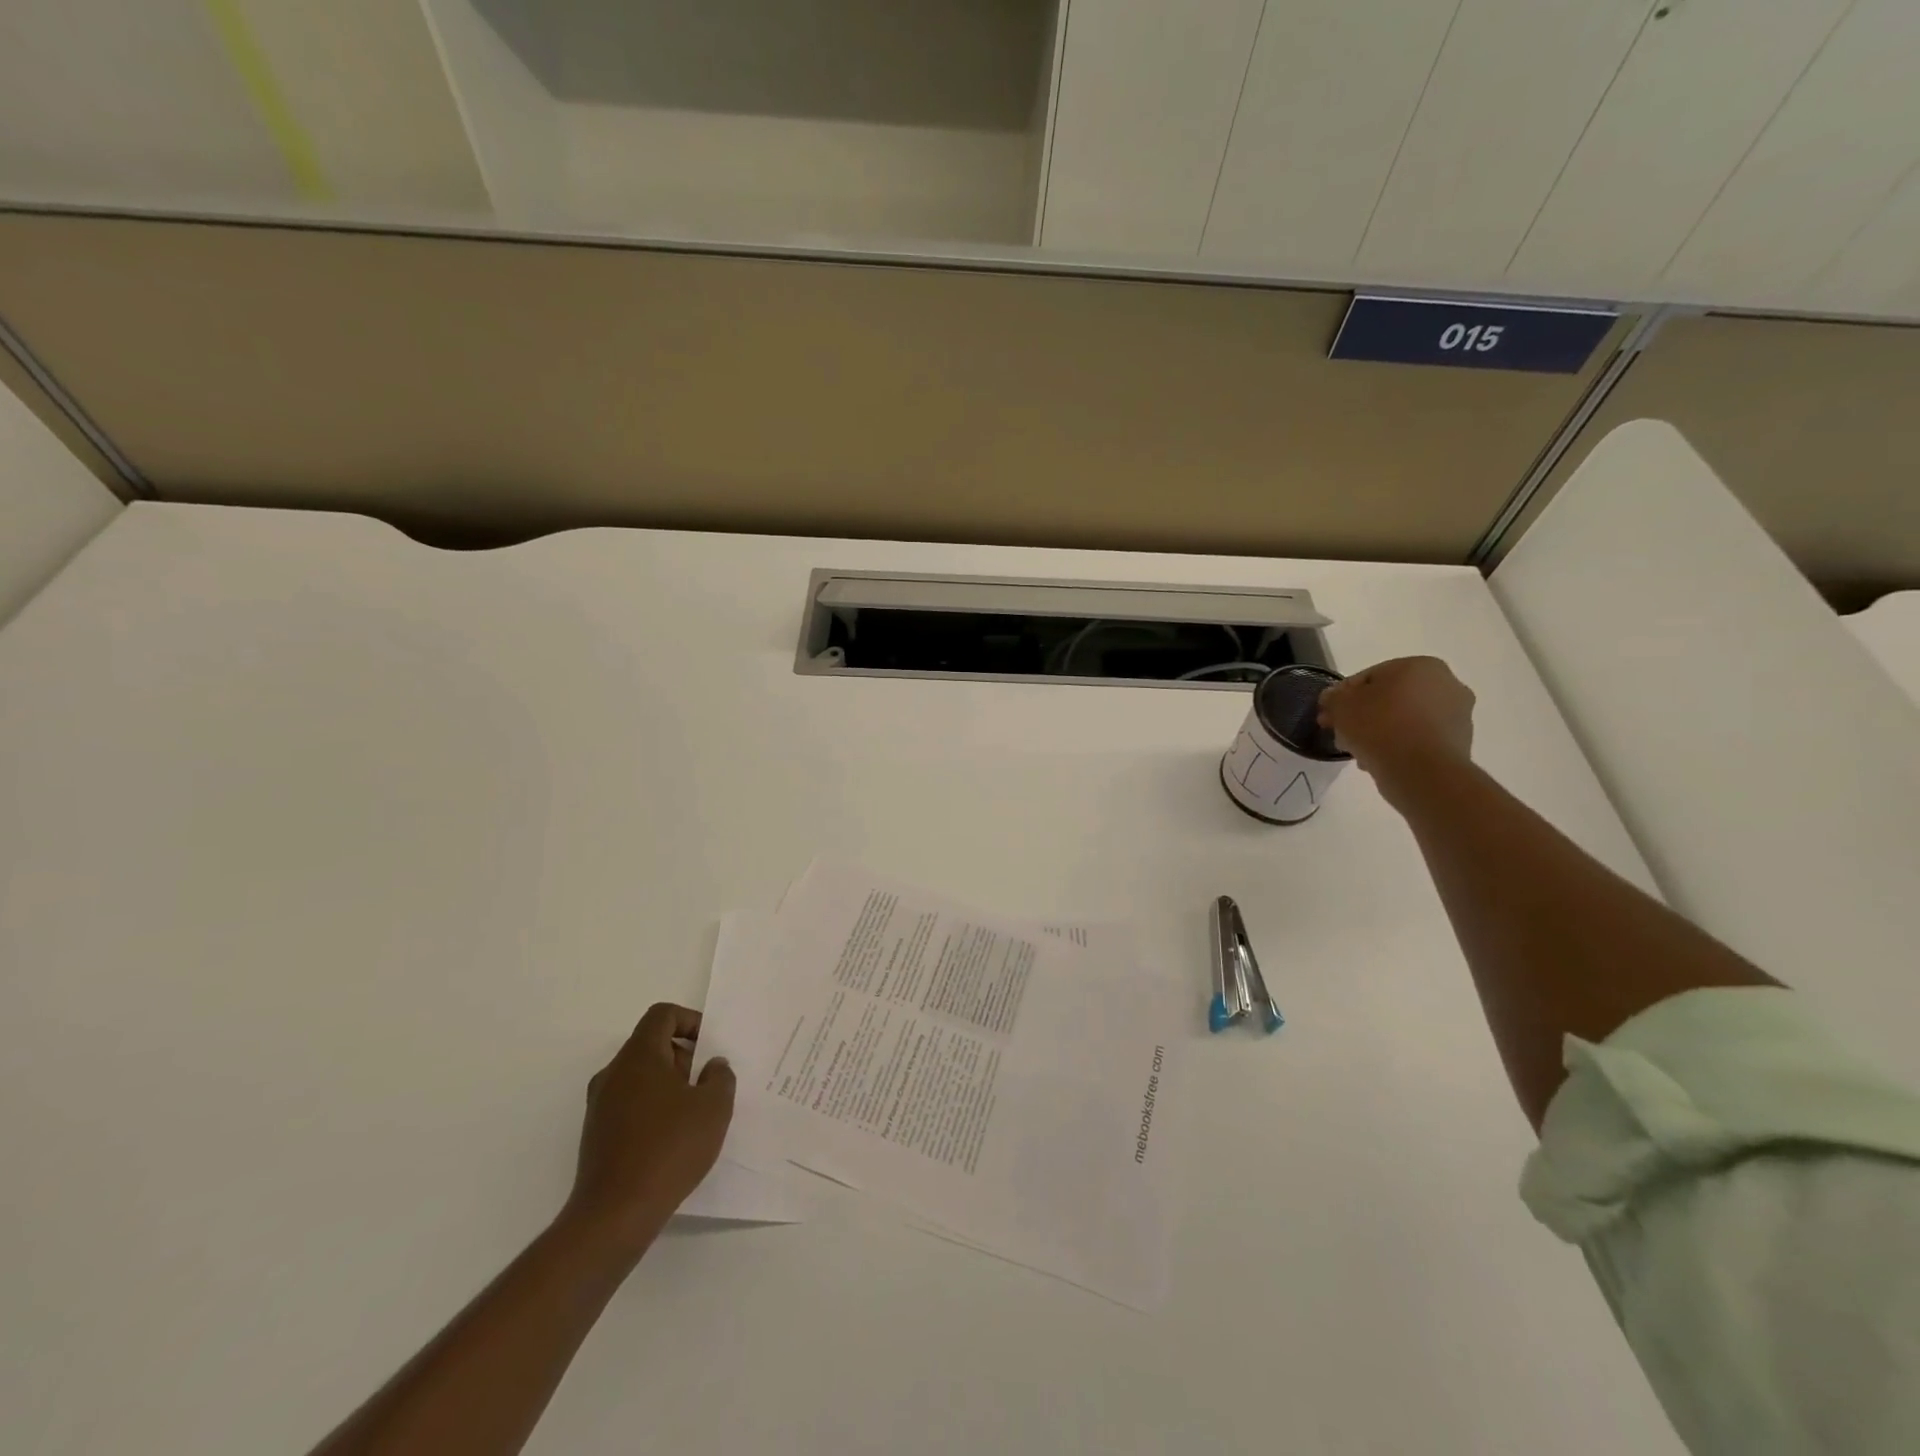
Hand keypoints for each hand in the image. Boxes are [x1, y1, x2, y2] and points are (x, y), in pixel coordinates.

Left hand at [564, 1004, 734, 1254]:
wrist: (614, 1215)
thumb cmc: (669, 1149)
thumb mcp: (714, 1108)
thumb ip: (720, 1077)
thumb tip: (712, 1066)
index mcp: (639, 1056)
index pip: (663, 1015)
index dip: (691, 1021)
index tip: (710, 1046)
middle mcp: (614, 1073)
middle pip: (652, 1045)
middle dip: (684, 1057)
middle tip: (708, 1084)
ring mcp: (600, 1105)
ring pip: (641, 1076)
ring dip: (670, 1085)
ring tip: (695, 1115)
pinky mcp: (596, 1134)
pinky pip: (631, 1104)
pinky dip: (653, 1108)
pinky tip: (673, 1139)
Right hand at [1317, 657, 1475, 802]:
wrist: (1421, 771)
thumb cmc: (1380, 726)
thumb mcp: (1341, 705)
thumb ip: (1334, 697)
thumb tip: (1333, 698)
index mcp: (1421, 665)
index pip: (1371, 676)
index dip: (1344, 696)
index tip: (1330, 715)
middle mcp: (1447, 684)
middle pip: (1390, 698)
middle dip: (1363, 715)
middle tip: (1342, 734)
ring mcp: (1457, 715)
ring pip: (1404, 720)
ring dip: (1380, 732)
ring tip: (1358, 751)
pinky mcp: (1458, 743)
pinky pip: (1418, 740)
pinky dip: (1399, 746)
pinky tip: (1379, 761)